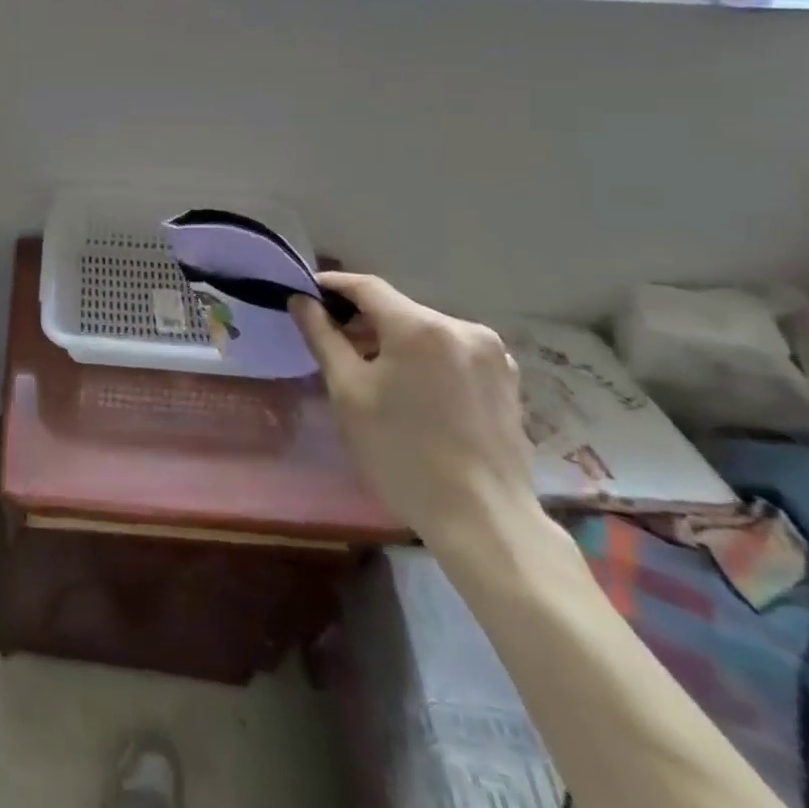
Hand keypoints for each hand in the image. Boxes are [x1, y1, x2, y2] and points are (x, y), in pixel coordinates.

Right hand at [292, 273, 539, 549]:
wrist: (484, 521)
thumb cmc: (402, 453)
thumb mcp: (348, 392)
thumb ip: (323, 337)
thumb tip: (301, 300)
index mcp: (421, 327)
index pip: (366, 287)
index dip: (332, 286)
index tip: (304, 294)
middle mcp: (463, 328)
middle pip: (398, 309)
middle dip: (362, 320)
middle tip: (331, 341)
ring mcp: (491, 354)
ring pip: (425, 331)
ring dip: (394, 340)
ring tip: (369, 370)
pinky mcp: (506, 380)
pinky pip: (451, 352)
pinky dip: (424, 358)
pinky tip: (411, 390)